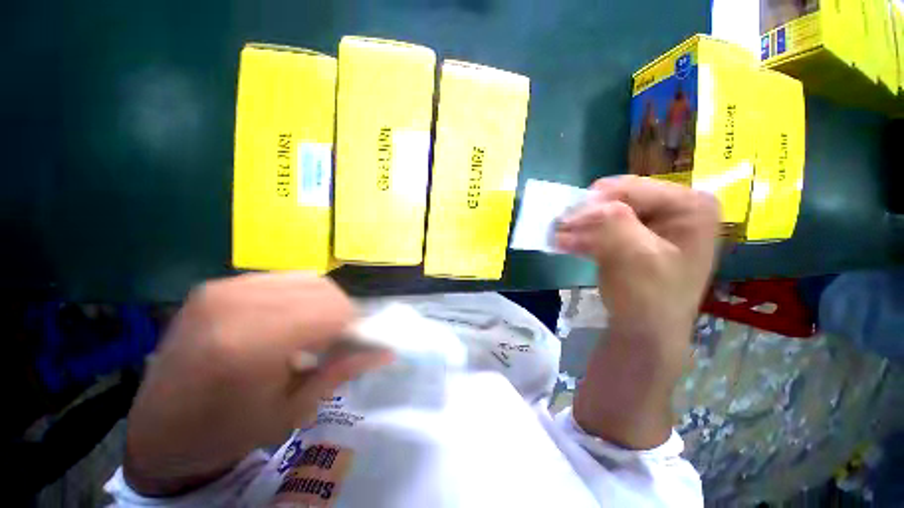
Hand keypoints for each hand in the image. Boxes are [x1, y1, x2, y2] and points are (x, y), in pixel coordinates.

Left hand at [124, 273, 391, 496]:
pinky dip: (299, 297)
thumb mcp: (291, 411)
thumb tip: (387, 352)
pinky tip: (288, 321)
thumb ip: (343, 371)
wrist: (156, 431)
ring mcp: (223, 289)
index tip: (359, 344)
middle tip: (337, 341)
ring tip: (313, 331)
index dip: (356, 326)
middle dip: (342, 313)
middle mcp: (236, 304)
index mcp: (252, 343)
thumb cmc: (224, 434)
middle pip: (323, 290)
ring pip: (306, 280)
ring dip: (323, 303)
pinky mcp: (217, 286)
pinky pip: (281, 279)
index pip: (334, 311)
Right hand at [555, 175, 719, 447]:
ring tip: (558, 238)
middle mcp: (676, 207)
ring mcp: (656, 222)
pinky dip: (585, 235)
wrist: (646, 333)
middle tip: (560, 229)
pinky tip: (567, 243)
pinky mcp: (637, 236)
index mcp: (691, 205)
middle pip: (619, 199)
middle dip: (587, 216)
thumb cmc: (650, 297)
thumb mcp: (635, 257)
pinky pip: (606, 227)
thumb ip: (613, 223)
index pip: (633, 189)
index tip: (566, 221)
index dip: (596, 203)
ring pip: (608, 213)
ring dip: (581, 227)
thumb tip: (584, 205)